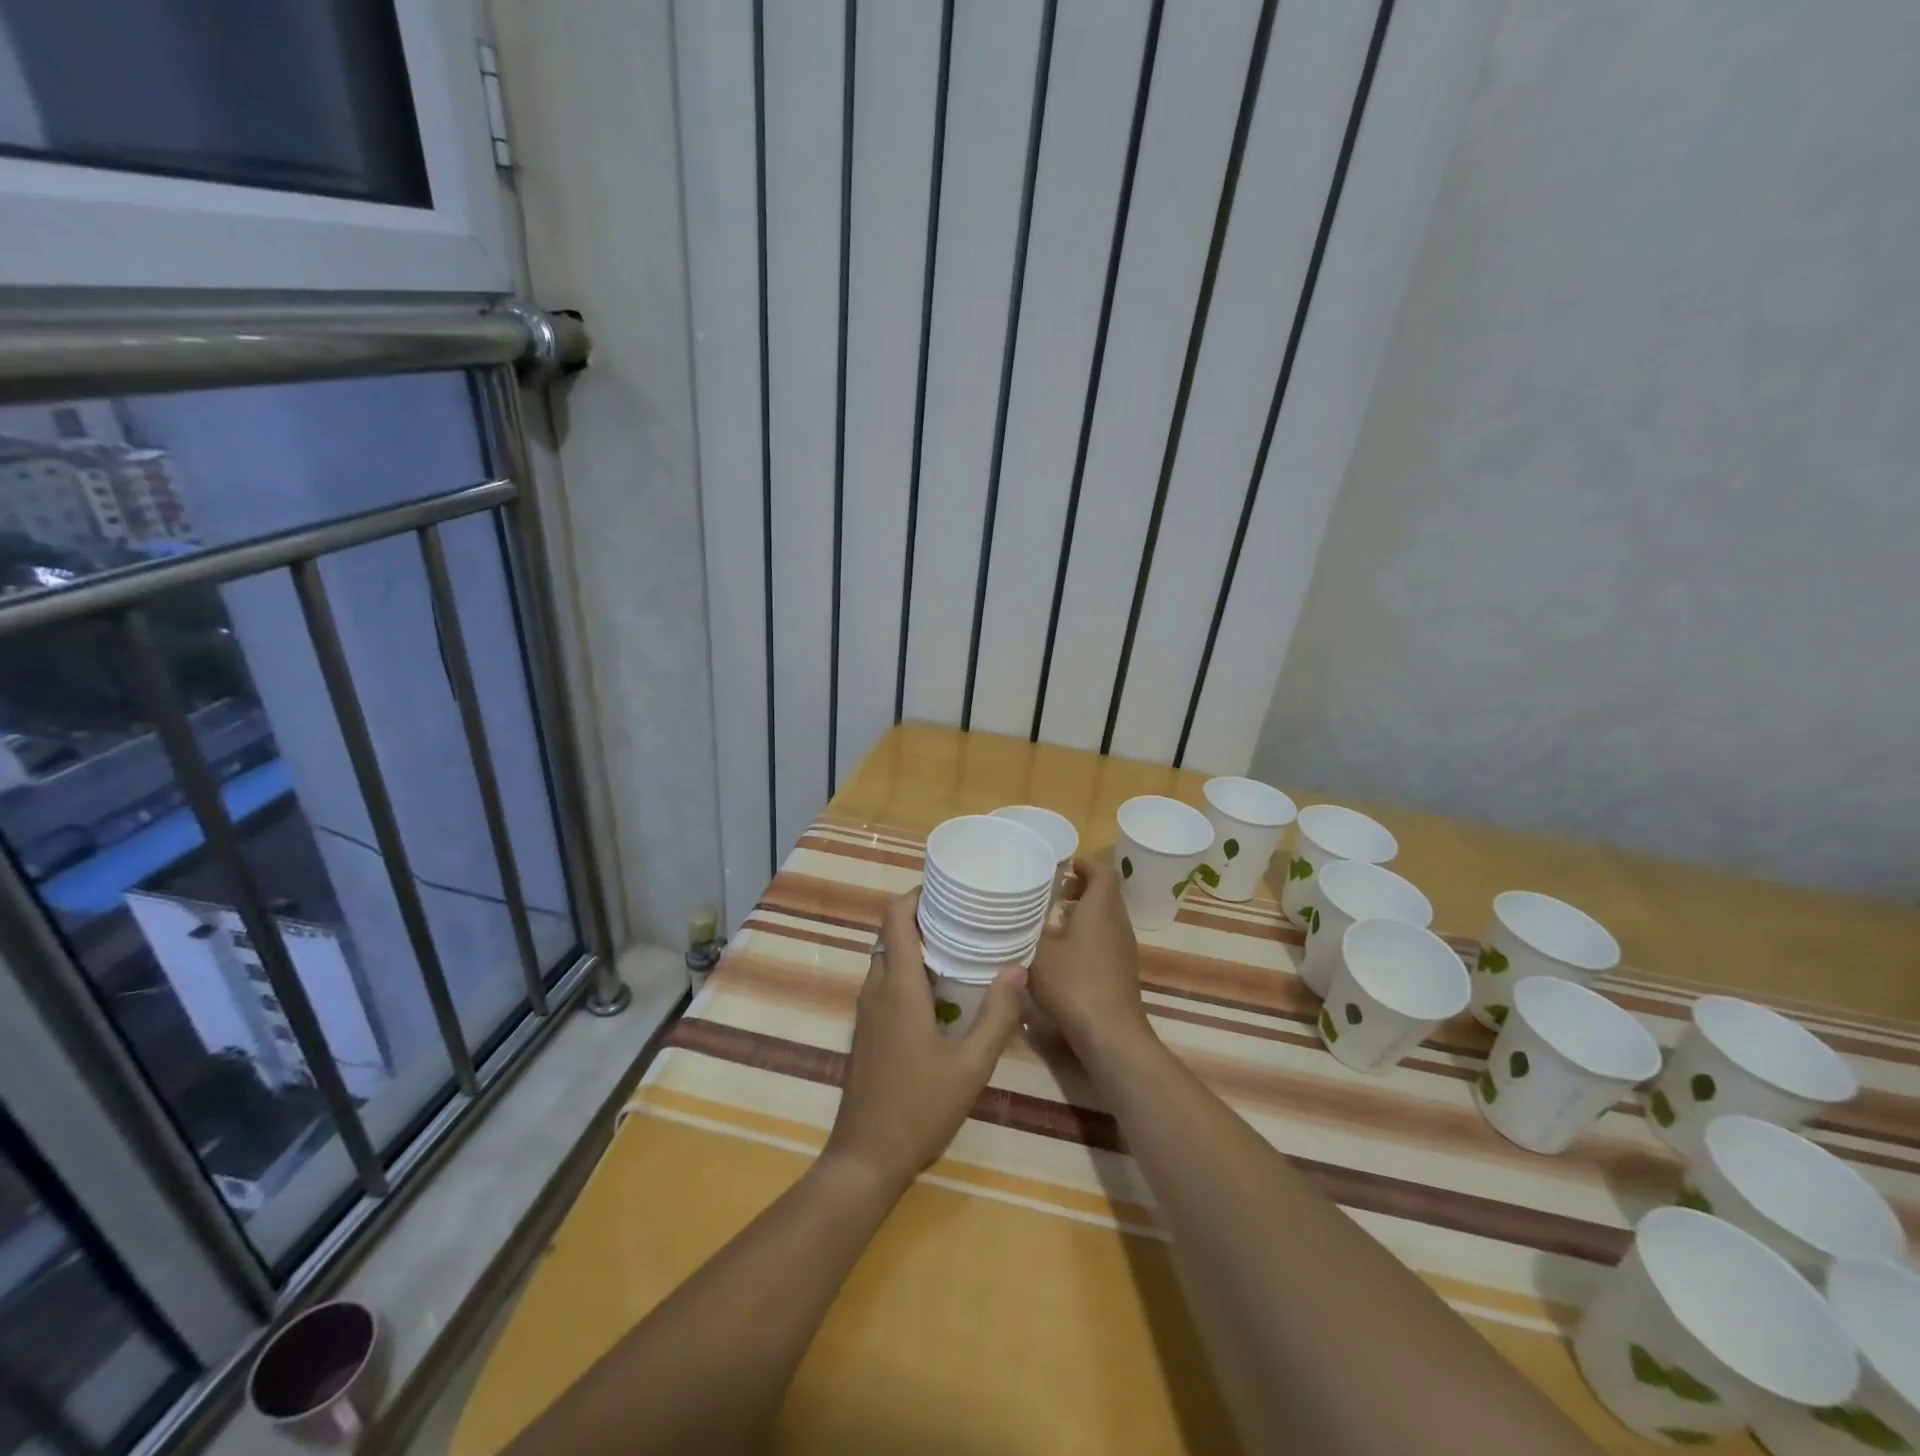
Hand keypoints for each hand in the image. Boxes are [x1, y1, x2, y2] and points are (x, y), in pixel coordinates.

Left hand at [822, 891, 1024, 1197]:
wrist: (865, 1158)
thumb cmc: (919, 1109)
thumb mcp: (971, 1066)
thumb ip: (997, 1015)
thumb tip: (1017, 967)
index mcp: (898, 988)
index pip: (895, 919)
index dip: (916, 895)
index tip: (948, 888)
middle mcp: (876, 990)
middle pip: (891, 934)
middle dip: (923, 917)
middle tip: (965, 916)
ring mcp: (867, 1011)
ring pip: (887, 958)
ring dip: (916, 944)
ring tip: (959, 945)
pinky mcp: (867, 1030)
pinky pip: (885, 982)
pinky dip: (909, 970)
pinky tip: (941, 989)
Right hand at [1029, 855, 1149, 1053]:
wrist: (1110, 1034)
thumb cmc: (1073, 983)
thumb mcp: (1038, 952)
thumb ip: (1028, 929)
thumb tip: (1018, 917)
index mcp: (1101, 908)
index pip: (1103, 871)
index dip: (1085, 864)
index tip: (1063, 866)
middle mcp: (1117, 922)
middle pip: (1105, 894)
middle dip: (1081, 889)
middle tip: (1053, 894)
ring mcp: (1124, 948)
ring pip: (1106, 918)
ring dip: (1083, 914)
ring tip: (1053, 923)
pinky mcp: (1122, 971)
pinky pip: (1106, 940)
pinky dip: (1088, 937)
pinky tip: (1064, 955)